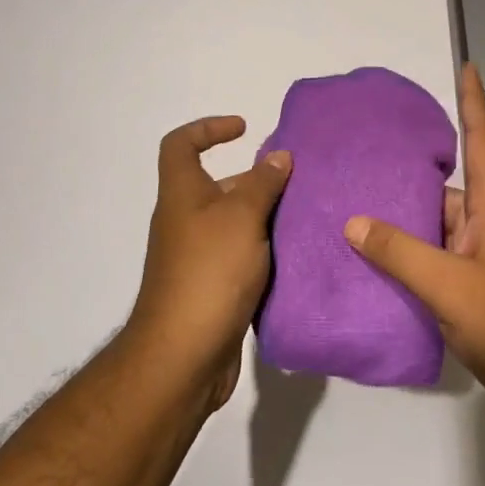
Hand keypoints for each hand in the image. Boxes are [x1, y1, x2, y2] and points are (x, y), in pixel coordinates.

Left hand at [126, 117, 291, 412]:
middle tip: (296, 183)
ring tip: (304, 217)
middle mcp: (185, 221)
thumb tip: (278, 156)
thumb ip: (263, 184)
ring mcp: (196, 257)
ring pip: (233, 223)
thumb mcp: (242, 217)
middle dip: (255, 179)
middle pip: (216, 184)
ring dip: (264, 217)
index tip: (244, 129)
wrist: (183, 357)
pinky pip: (239, 256)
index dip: (208, 128)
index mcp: (182, 194)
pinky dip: (262, 251)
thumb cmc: (210, 272)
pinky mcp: (211, 289)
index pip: (180, 145)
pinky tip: (294, 256)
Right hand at [343, 65, 484, 429]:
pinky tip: (384, 267)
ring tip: (361, 214)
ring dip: (410, 224)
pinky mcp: (484, 293)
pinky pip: (443, 261)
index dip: (474, 101)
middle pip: (451, 188)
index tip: (469, 67)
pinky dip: (417, 258)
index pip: (483, 141)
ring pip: (443, 228)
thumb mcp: (447, 286)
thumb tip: (354, 222)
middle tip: (370, 161)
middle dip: (414, 176)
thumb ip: (399, 253)